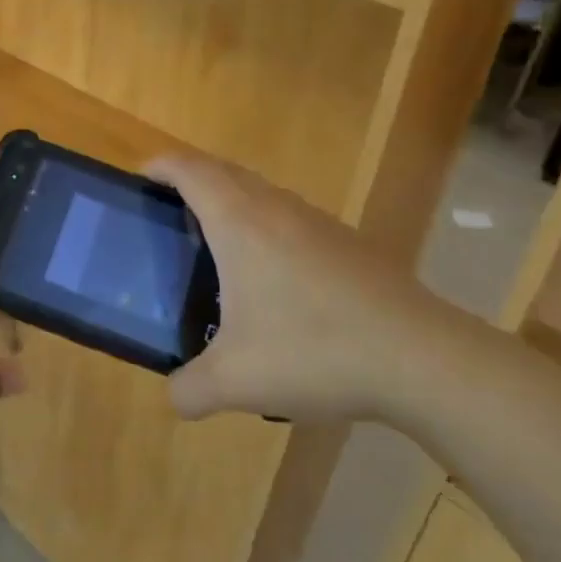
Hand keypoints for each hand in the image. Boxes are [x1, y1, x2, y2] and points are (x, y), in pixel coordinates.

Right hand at [146, 152, 444, 423]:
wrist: (419, 357)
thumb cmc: (315, 351)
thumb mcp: (235, 381)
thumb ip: (189, 389)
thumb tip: (176, 396)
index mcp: (240, 223)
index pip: (190, 170)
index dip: (161, 166)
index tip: (140, 179)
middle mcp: (276, 208)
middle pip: (224, 171)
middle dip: (191, 180)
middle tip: (169, 215)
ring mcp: (317, 222)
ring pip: (262, 193)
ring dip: (232, 202)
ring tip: (217, 248)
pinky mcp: (348, 242)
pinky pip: (291, 218)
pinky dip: (266, 227)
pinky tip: (274, 282)